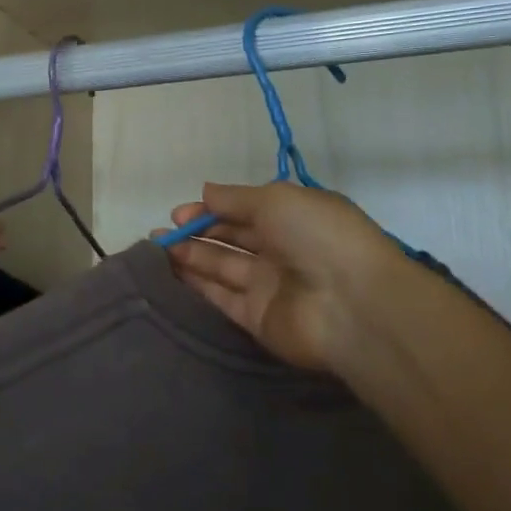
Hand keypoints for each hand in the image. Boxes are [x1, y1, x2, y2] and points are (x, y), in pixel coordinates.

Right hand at [157, 182, 405, 376]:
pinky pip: (222, 298)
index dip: (211, 210)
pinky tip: (170, 274)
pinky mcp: (257, 319)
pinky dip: (197, 285)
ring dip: (191, 257)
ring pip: (222, 268)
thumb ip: (235, 198)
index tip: (181, 214)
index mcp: (292, 218)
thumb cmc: (317, 237)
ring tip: (157, 249)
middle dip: (197, 233)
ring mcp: (269, 287)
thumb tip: (206, 191)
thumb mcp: (275, 200)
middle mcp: (281, 251)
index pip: (244, 211)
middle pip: (231, 239)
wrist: (352, 305)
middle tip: (163, 233)